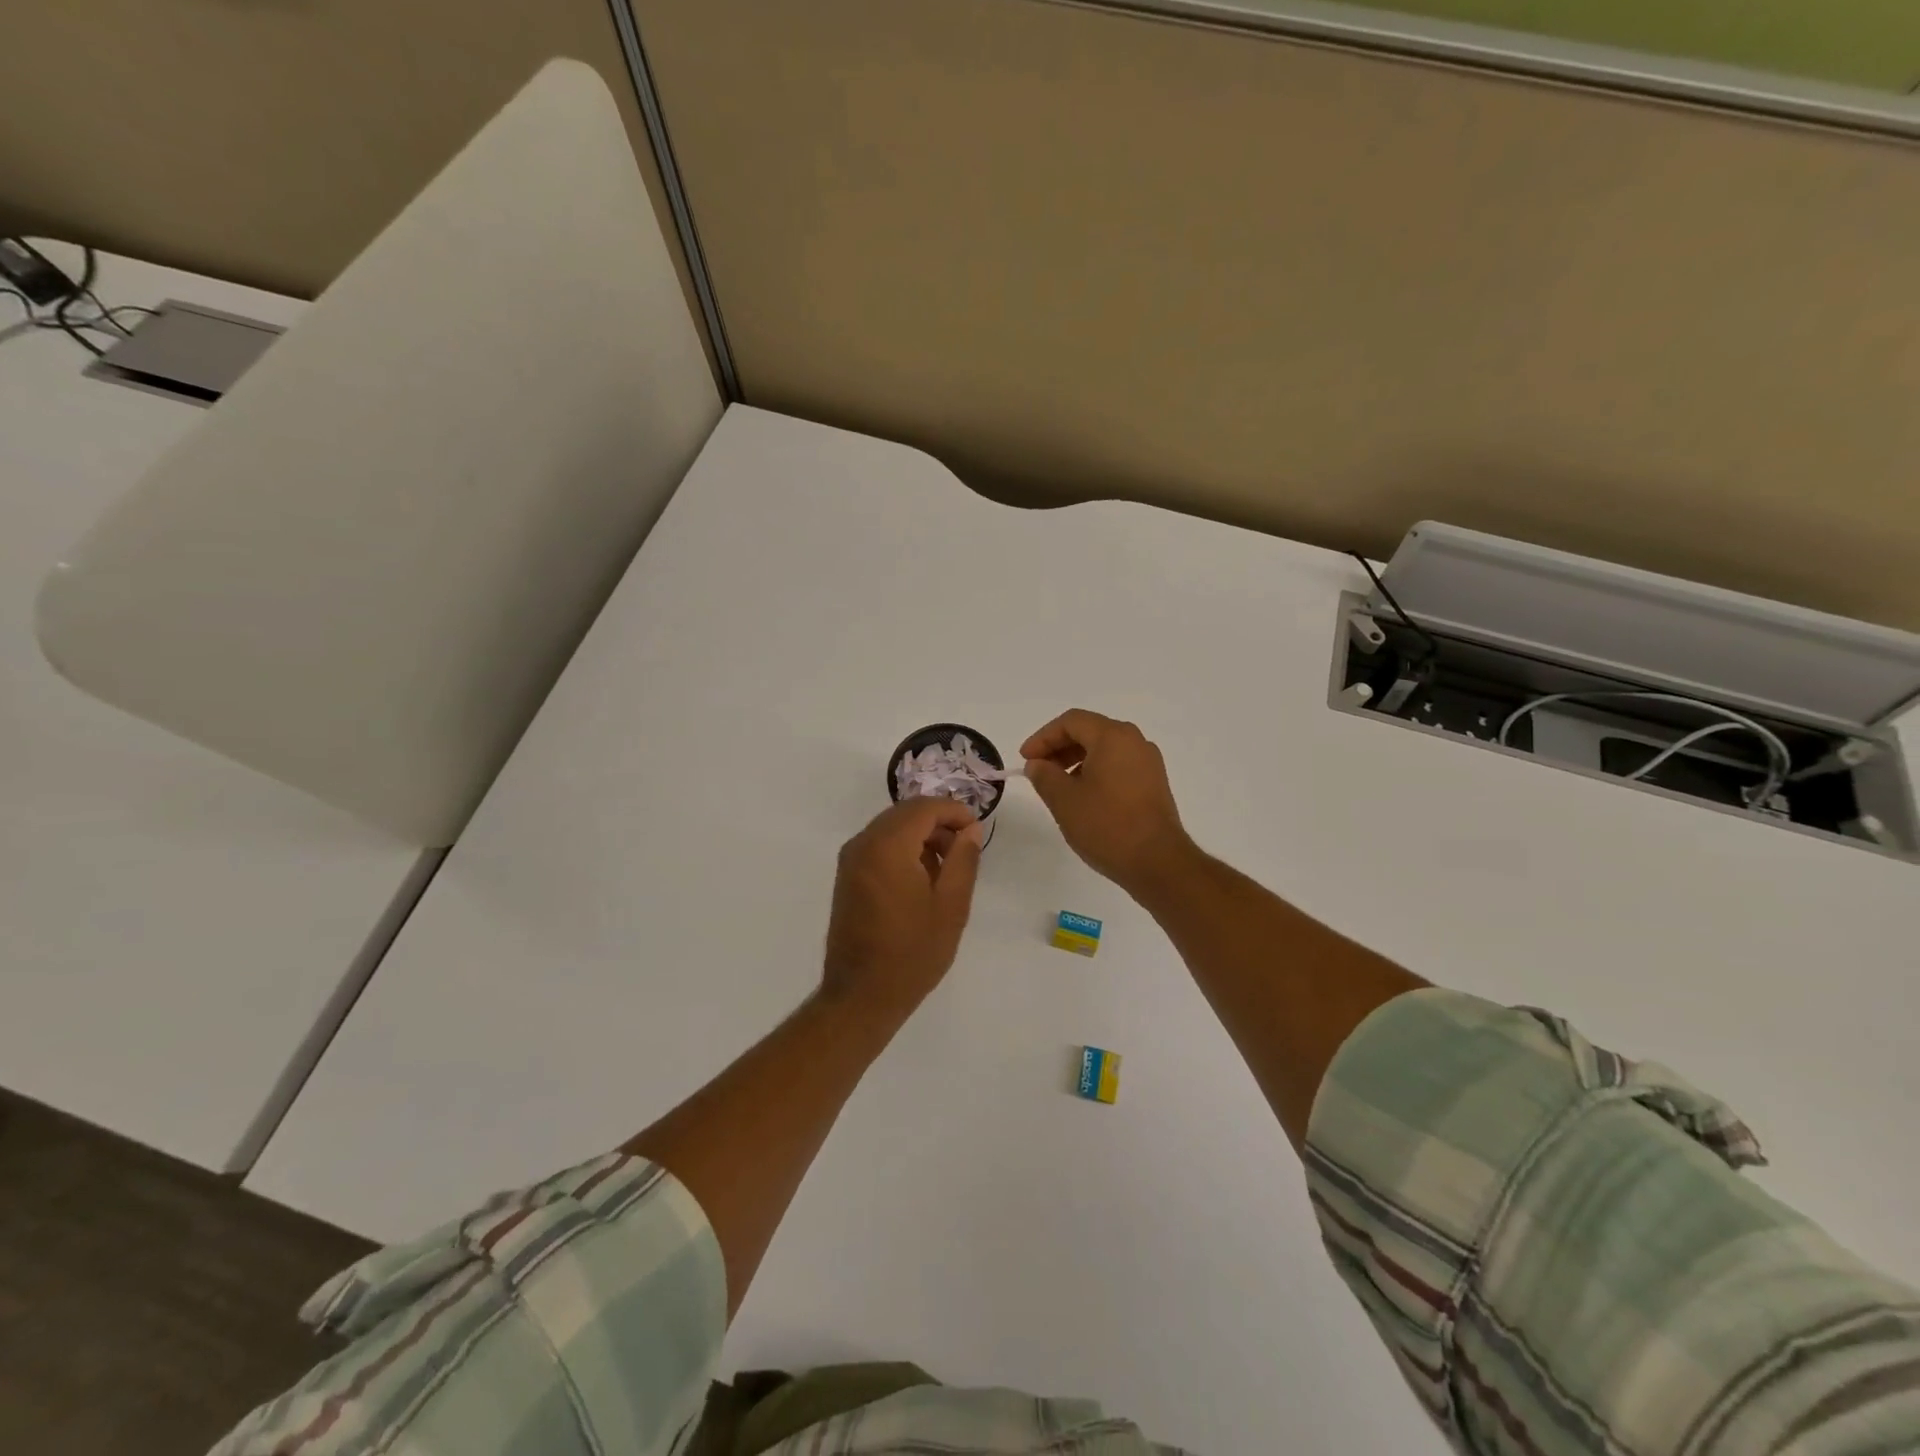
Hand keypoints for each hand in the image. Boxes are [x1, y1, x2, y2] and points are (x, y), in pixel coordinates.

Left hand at [821, 797, 984, 1018]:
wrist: (861, 995)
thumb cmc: (912, 952)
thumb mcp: (951, 906)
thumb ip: (963, 860)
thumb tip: (970, 829)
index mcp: (888, 846)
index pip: (924, 808)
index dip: (954, 811)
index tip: (977, 830)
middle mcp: (863, 843)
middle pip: (906, 813)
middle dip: (938, 822)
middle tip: (965, 849)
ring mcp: (850, 859)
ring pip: (892, 827)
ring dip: (921, 835)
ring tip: (947, 868)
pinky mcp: (847, 876)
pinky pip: (879, 845)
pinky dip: (903, 848)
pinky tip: (922, 879)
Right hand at [1021, 709, 1194, 894]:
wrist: (1158, 862)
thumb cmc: (1107, 825)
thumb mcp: (1064, 800)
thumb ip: (1044, 775)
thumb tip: (1037, 764)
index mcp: (1113, 737)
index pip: (1071, 722)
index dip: (1043, 737)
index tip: (1025, 759)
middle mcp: (1135, 742)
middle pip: (1090, 731)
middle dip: (1059, 748)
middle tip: (1038, 770)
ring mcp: (1148, 763)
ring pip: (1105, 749)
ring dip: (1076, 761)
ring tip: (1057, 786)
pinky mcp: (1154, 784)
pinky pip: (1118, 765)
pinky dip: (1096, 772)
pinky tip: (1083, 797)